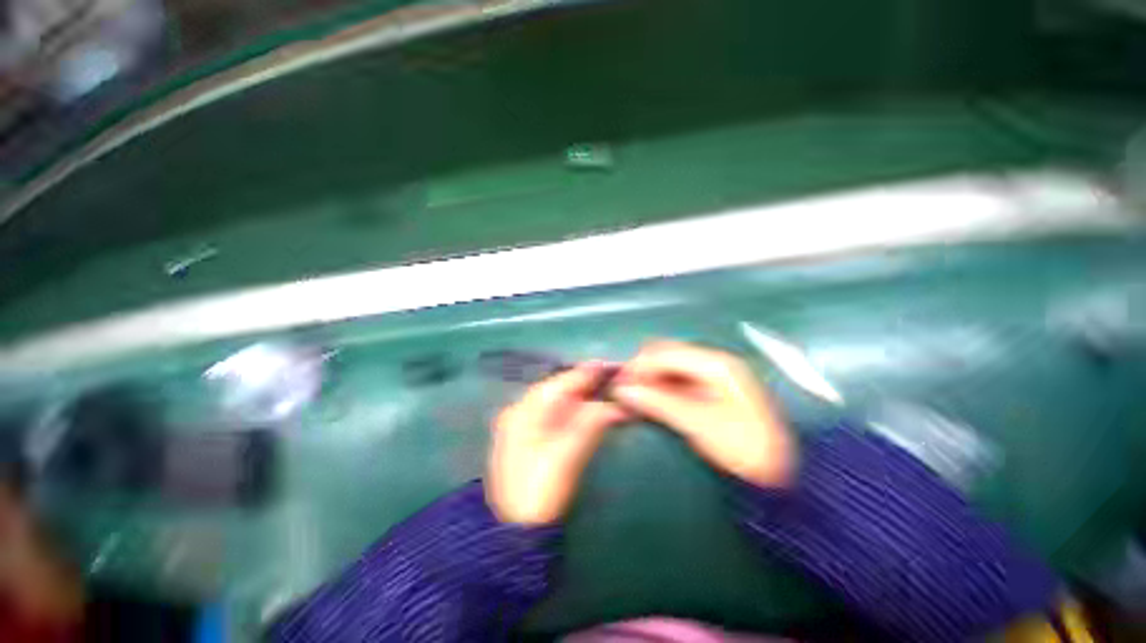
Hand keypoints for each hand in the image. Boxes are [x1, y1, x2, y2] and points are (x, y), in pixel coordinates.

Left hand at [487, 362, 629, 524]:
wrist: (515, 531)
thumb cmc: (539, 492)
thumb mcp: (566, 455)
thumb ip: (591, 423)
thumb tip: (616, 405)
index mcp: (526, 410)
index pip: (562, 382)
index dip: (588, 372)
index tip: (612, 365)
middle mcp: (522, 410)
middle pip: (560, 388)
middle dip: (587, 382)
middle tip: (615, 378)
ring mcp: (524, 424)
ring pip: (558, 400)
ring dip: (583, 395)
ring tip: (608, 389)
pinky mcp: (530, 438)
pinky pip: (556, 414)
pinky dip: (575, 410)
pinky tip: (590, 409)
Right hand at [613, 341, 794, 487]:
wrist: (783, 471)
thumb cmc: (744, 447)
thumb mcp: (698, 424)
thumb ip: (658, 402)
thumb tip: (622, 390)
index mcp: (714, 364)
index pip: (664, 353)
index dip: (638, 367)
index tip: (619, 385)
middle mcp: (713, 360)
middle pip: (666, 353)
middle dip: (642, 369)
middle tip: (624, 390)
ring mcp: (713, 372)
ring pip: (670, 364)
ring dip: (650, 376)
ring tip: (633, 395)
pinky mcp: (711, 385)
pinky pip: (677, 376)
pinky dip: (661, 384)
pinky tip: (651, 397)